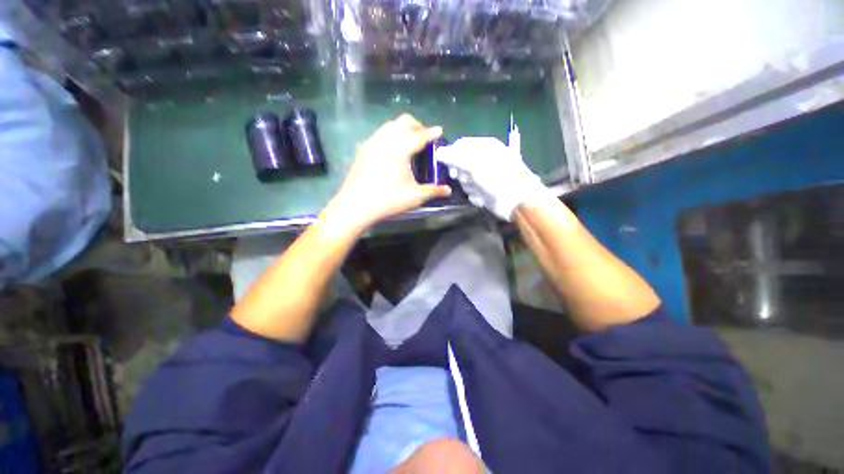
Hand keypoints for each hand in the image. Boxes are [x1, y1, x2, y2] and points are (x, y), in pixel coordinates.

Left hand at [327, 114, 451, 229]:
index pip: (421, 135)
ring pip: (390, 126)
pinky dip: (390, 137)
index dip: (432, 132)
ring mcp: (372, 142)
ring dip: (403, 130)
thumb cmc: (388, 199)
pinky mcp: (363, 149)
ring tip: (409, 145)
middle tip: (424, 140)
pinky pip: (380, 134)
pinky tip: (392, 153)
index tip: (440, 131)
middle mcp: (386, 139)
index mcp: (401, 148)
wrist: (356, 205)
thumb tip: (448, 190)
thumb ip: (434, 191)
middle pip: (404, 121)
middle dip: (418, 126)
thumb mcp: (415, 196)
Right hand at [436, 137, 545, 220]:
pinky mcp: (484, 191)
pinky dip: (476, 196)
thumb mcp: (475, 164)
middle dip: (463, 175)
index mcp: (484, 147)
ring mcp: (484, 177)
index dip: (452, 155)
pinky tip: (485, 198)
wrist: (517, 201)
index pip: (460, 145)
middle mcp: (483, 160)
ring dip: (470, 187)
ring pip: (465, 181)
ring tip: (481, 190)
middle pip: (460, 165)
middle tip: (468, 178)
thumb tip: (438, 152)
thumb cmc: (498, 177)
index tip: (449, 167)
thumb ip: (455, 158)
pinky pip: (471, 193)